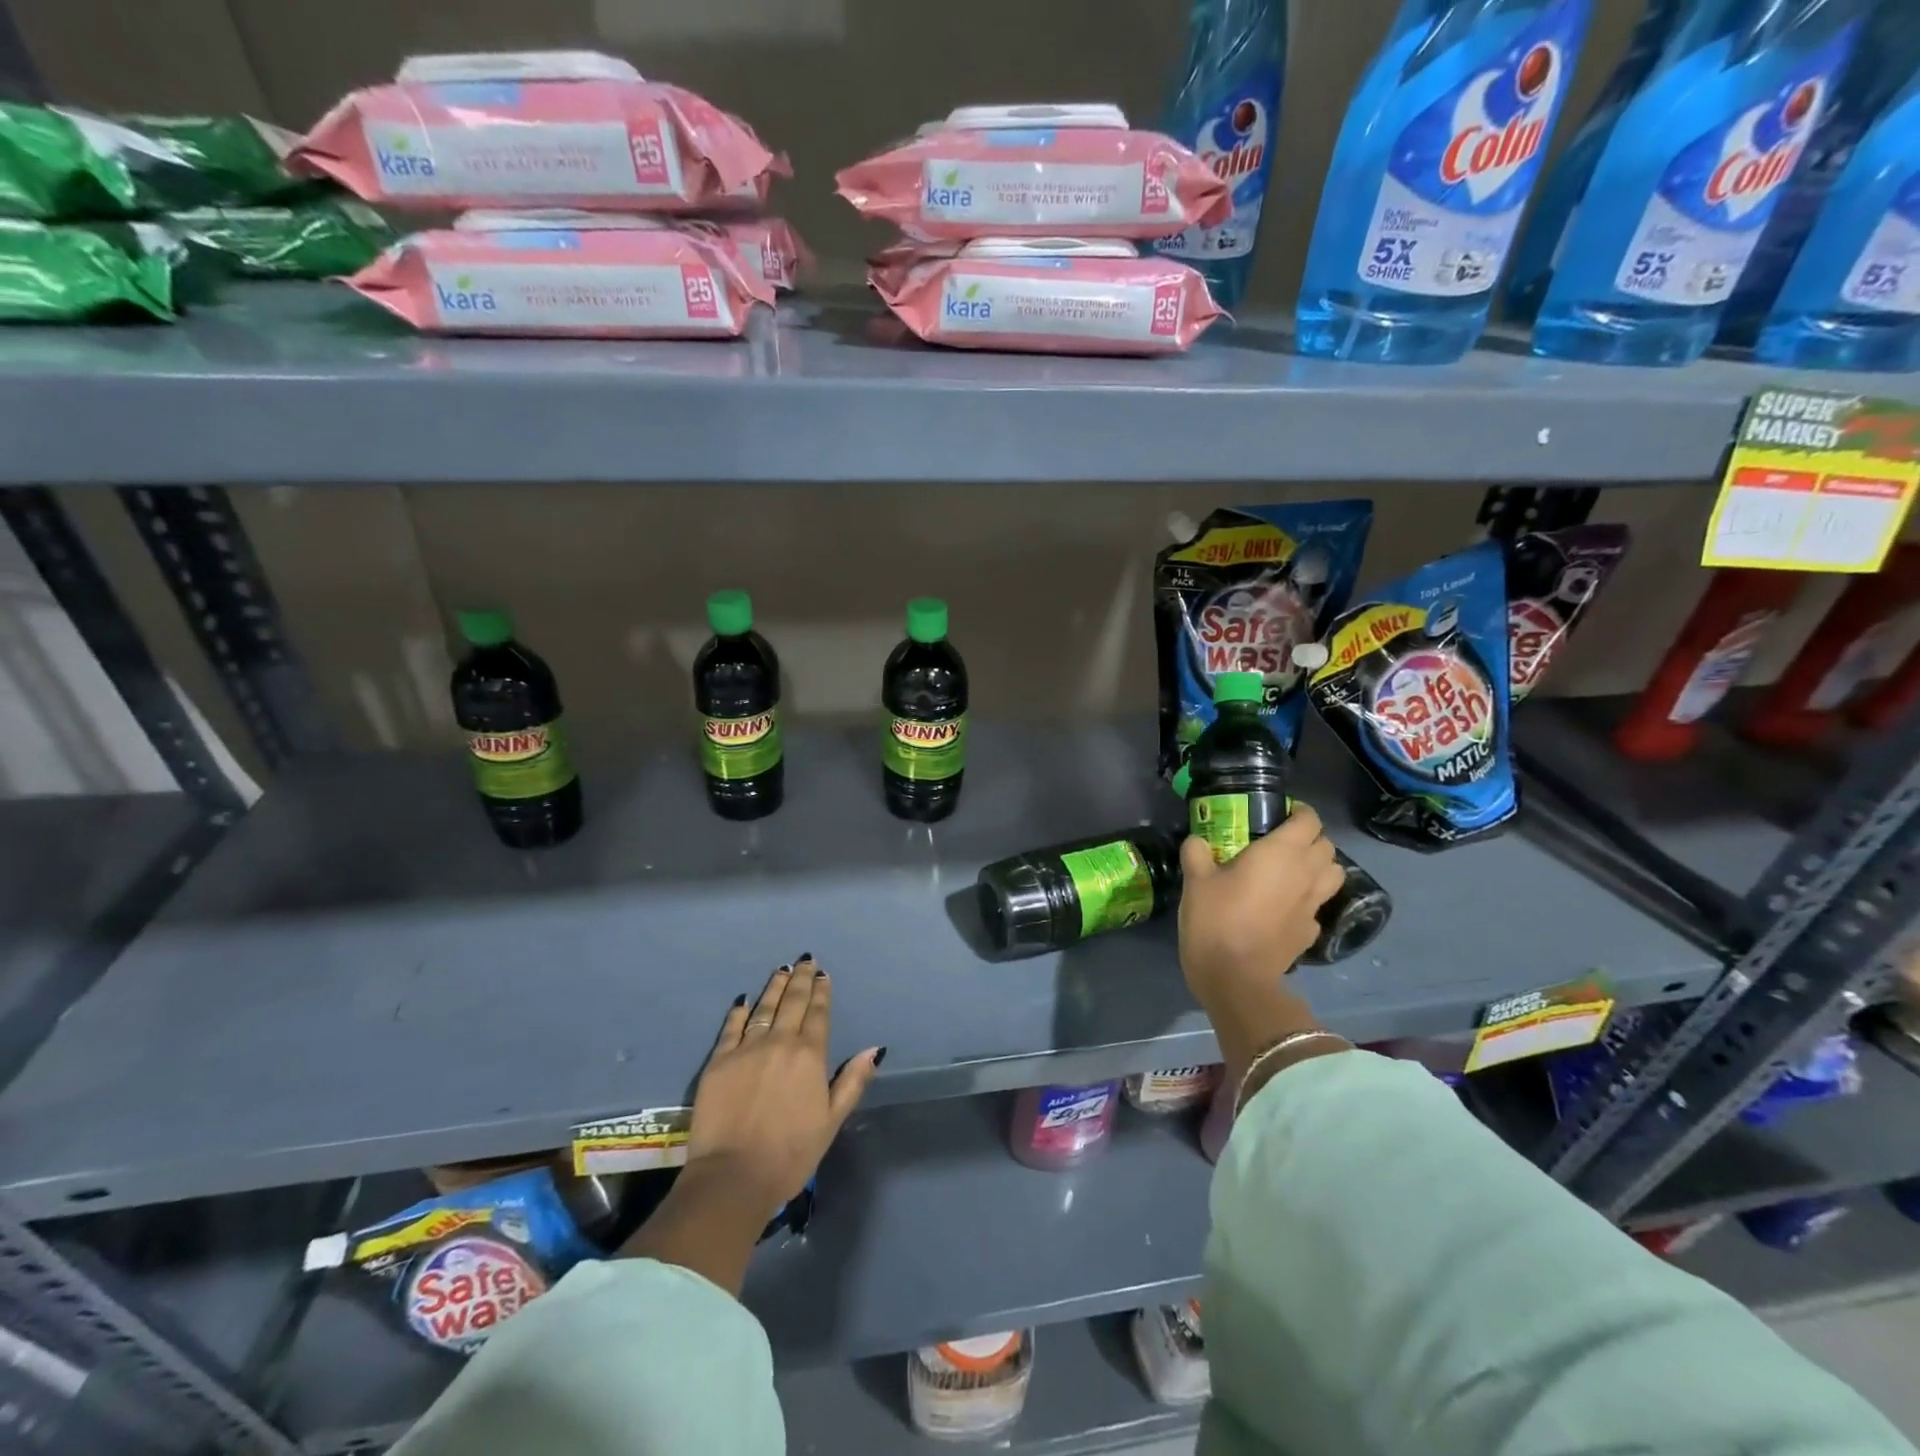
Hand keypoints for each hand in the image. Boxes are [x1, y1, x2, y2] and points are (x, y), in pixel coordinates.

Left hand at [688, 957, 882, 1208]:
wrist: (733, 1177)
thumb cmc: (790, 1154)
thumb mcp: (832, 1121)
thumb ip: (852, 1081)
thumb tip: (874, 1048)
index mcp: (810, 1055)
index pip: (818, 1014)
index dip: (822, 992)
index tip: (823, 975)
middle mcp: (780, 1042)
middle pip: (793, 1002)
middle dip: (801, 979)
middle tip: (805, 961)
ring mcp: (746, 1049)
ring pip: (764, 1007)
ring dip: (775, 986)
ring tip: (782, 969)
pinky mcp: (718, 1061)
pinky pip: (731, 1027)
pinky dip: (739, 1011)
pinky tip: (744, 1000)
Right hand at [1178, 808, 1345, 1082]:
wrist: (1236, 979)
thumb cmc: (1216, 920)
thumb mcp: (1195, 881)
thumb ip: (1197, 852)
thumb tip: (1199, 841)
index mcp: (1281, 853)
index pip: (1309, 819)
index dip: (1298, 812)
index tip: (1277, 814)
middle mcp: (1306, 874)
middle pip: (1326, 846)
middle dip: (1309, 839)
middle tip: (1280, 842)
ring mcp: (1313, 906)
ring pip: (1333, 874)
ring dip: (1318, 867)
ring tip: (1290, 871)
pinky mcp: (1311, 933)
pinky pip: (1317, 905)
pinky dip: (1307, 899)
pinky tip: (1284, 906)